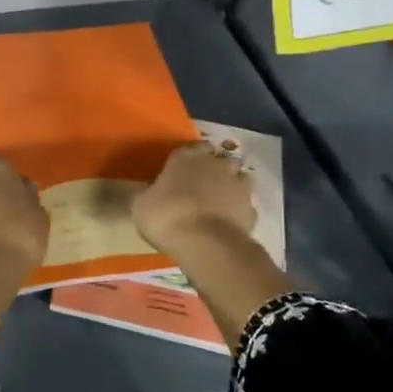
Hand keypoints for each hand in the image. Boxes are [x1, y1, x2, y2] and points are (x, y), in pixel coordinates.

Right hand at [133, 143, 255, 257]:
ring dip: (227, 187)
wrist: (206, 243)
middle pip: (215, 160)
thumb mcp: (140, 205)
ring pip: (235, 178)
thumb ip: (148, 192)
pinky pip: (243, 204)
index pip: (189, 148)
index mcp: (185, 157)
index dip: (185, 160)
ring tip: (215, 205)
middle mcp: (215, 163)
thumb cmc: (166, 217)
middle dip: (209, 170)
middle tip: (197, 189)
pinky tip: (226, 223)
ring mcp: (238, 184)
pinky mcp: (252, 208)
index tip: (178, 173)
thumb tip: (149, 190)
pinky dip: (236, 210)